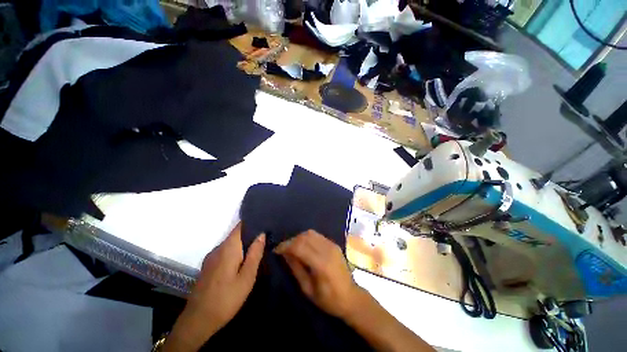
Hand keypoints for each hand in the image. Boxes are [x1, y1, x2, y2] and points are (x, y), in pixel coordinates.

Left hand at [164, 222, 264, 351]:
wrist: (198, 320)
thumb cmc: (227, 298)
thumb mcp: (247, 277)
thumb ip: (255, 253)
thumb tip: (262, 234)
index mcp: (228, 248)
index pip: (240, 226)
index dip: (252, 222)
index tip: (264, 223)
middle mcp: (218, 248)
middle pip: (235, 234)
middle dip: (250, 234)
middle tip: (265, 238)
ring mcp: (211, 257)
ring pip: (230, 244)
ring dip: (242, 244)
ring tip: (256, 248)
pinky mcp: (208, 266)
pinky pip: (224, 252)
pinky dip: (235, 252)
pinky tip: (241, 262)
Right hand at [274, 230, 363, 318]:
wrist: (351, 297)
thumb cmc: (328, 299)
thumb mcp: (308, 289)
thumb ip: (296, 268)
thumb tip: (285, 254)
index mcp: (321, 263)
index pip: (300, 246)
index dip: (286, 246)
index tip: (276, 250)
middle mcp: (327, 249)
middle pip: (305, 236)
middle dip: (291, 240)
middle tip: (283, 250)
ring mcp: (332, 245)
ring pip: (311, 233)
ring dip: (299, 238)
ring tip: (292, 248)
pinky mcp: (334, 243)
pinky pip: (317, 235)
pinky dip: (307, 238)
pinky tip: (304, 246)